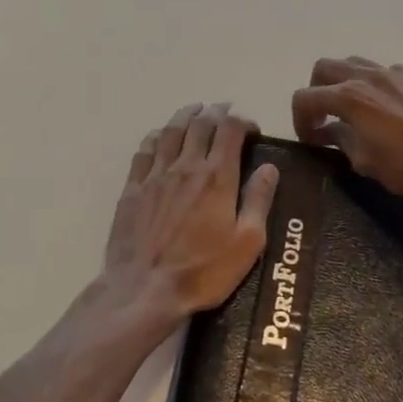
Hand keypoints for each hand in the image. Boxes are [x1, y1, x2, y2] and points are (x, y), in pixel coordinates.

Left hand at [101, 102, 279, 321]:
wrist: (145, 290)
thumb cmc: (203, 271)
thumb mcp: (247, 243)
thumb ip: (258, 200)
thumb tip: (269, 167)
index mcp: (217, 177)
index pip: (230, 130)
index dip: (242, 121)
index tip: (251, 129)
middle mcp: (186, 166)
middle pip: (200, 124)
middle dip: (215, 111)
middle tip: (224, 110)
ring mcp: (156, 175)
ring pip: (170, 131)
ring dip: (185, 115)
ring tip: (195, 110)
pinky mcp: (133, 188)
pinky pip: (144, 150)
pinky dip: (156, 136)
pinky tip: (159, 136)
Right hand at [291, 58, 402, 216]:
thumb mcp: (364, 162)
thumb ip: (341, 140)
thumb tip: (330, 132)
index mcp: (349, 97)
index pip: (305, 97)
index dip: (300, 119)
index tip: (311, 139)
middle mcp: (368, 76)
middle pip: (324, 68)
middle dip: (316, 91)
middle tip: (324, 117)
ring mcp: (395, 73)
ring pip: (355, 63)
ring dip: (343, 82)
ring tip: (353, 109)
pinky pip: (385, 72)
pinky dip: (374, 85)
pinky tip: (386, 110)